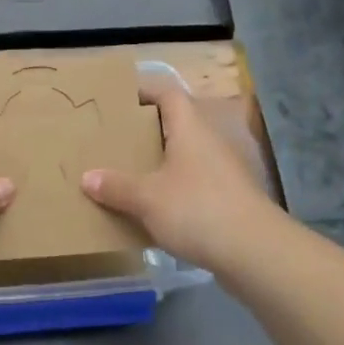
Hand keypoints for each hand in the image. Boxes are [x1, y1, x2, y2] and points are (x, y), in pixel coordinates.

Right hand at [83, 83, 278, 274]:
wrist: (256, 253)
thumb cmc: (198, 210)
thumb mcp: (147, 198)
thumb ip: (116, 187)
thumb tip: (87, 177)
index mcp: (190, 129)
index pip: (168, 94)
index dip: (144, 91)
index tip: (118, 99)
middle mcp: (209, 143)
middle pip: (176, 125)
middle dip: (146, 131)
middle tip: (114, 139)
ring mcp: (223, 172)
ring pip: (185, 157)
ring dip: (159, 163)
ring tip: (128, 174)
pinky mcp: (229, 200)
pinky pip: (193, 185)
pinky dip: (173, 190)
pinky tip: (153, 209)